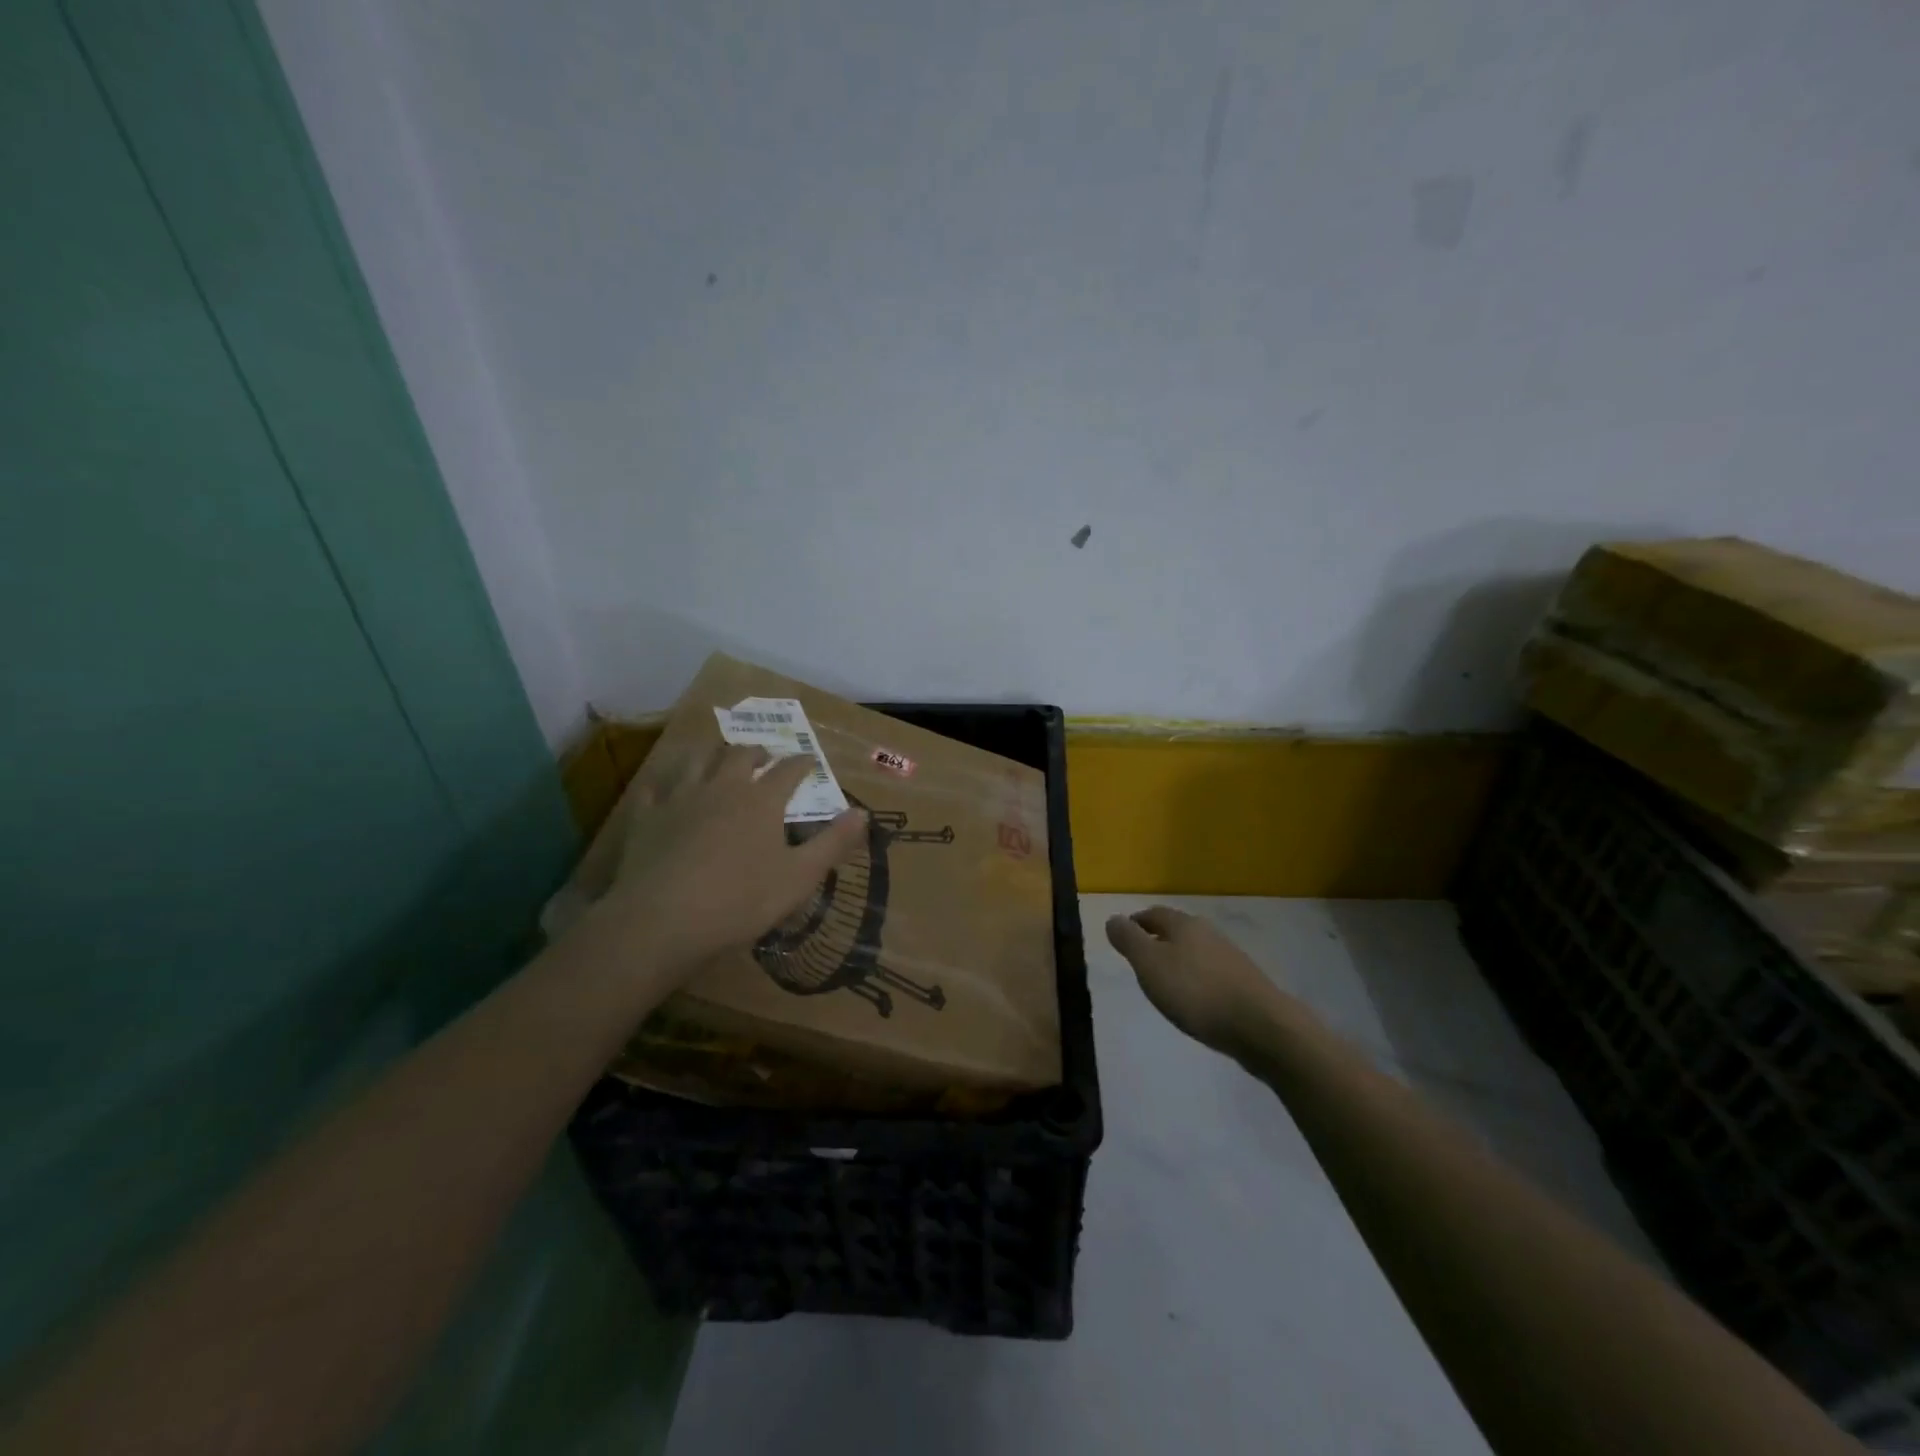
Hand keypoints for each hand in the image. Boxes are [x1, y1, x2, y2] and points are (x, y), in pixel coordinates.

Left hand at [600, 744, 867, 969]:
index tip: (810, 760)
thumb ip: (833, 843)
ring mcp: (681, 798)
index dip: (802, 763)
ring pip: (696, 760)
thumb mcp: (800, 877)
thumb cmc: (741, 900)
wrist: (663, 919)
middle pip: (740, 755)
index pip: (789, 770)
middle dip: (756, 751)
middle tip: (764, 755)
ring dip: (712, 753)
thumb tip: (863, 813)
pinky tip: (665, 786)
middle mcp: (723, 787)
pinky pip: (655, 788)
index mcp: (762, 800)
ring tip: (717, 756)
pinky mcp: (647, 817)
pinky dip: (665, 783)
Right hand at [1105, 906, 1300, 1055]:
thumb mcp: (1150, 965)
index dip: (1136, 923)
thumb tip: (1113, 919)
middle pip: (1177, 930)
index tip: (1123, 937)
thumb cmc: (1196, 992)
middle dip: (1158, 940)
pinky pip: (1211, 974)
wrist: (1261, 1026)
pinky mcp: (1245, 984)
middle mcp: (1208, 934)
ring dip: (1179, 961)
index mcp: (1184, 925)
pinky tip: (1195, 1000)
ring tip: (1165, 983)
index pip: (1154, 914)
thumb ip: (1129, 940)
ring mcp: (1230, 958)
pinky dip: (1197, 980)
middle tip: (1140, 960)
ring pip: (1196, 952)